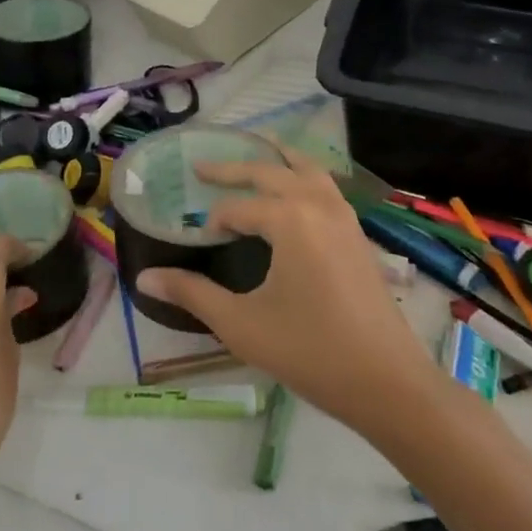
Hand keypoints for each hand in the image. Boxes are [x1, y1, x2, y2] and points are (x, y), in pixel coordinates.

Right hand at [134, 149, 434, 438]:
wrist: (389, 382)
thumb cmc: (310, 351)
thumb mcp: (241, 324)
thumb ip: (192, 293)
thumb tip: (143, 278)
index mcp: (289, 220)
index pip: (238, 207)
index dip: (215, 221)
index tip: (199, 238)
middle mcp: (318, 205)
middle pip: (270, 172)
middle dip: (233, 168)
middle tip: (200, 166)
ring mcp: (344, 217)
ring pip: (307, 170)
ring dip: (277, 159)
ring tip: (258, 147)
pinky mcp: (359, 234)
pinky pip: (327, 187)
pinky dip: (305, 175)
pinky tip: (298, 190)